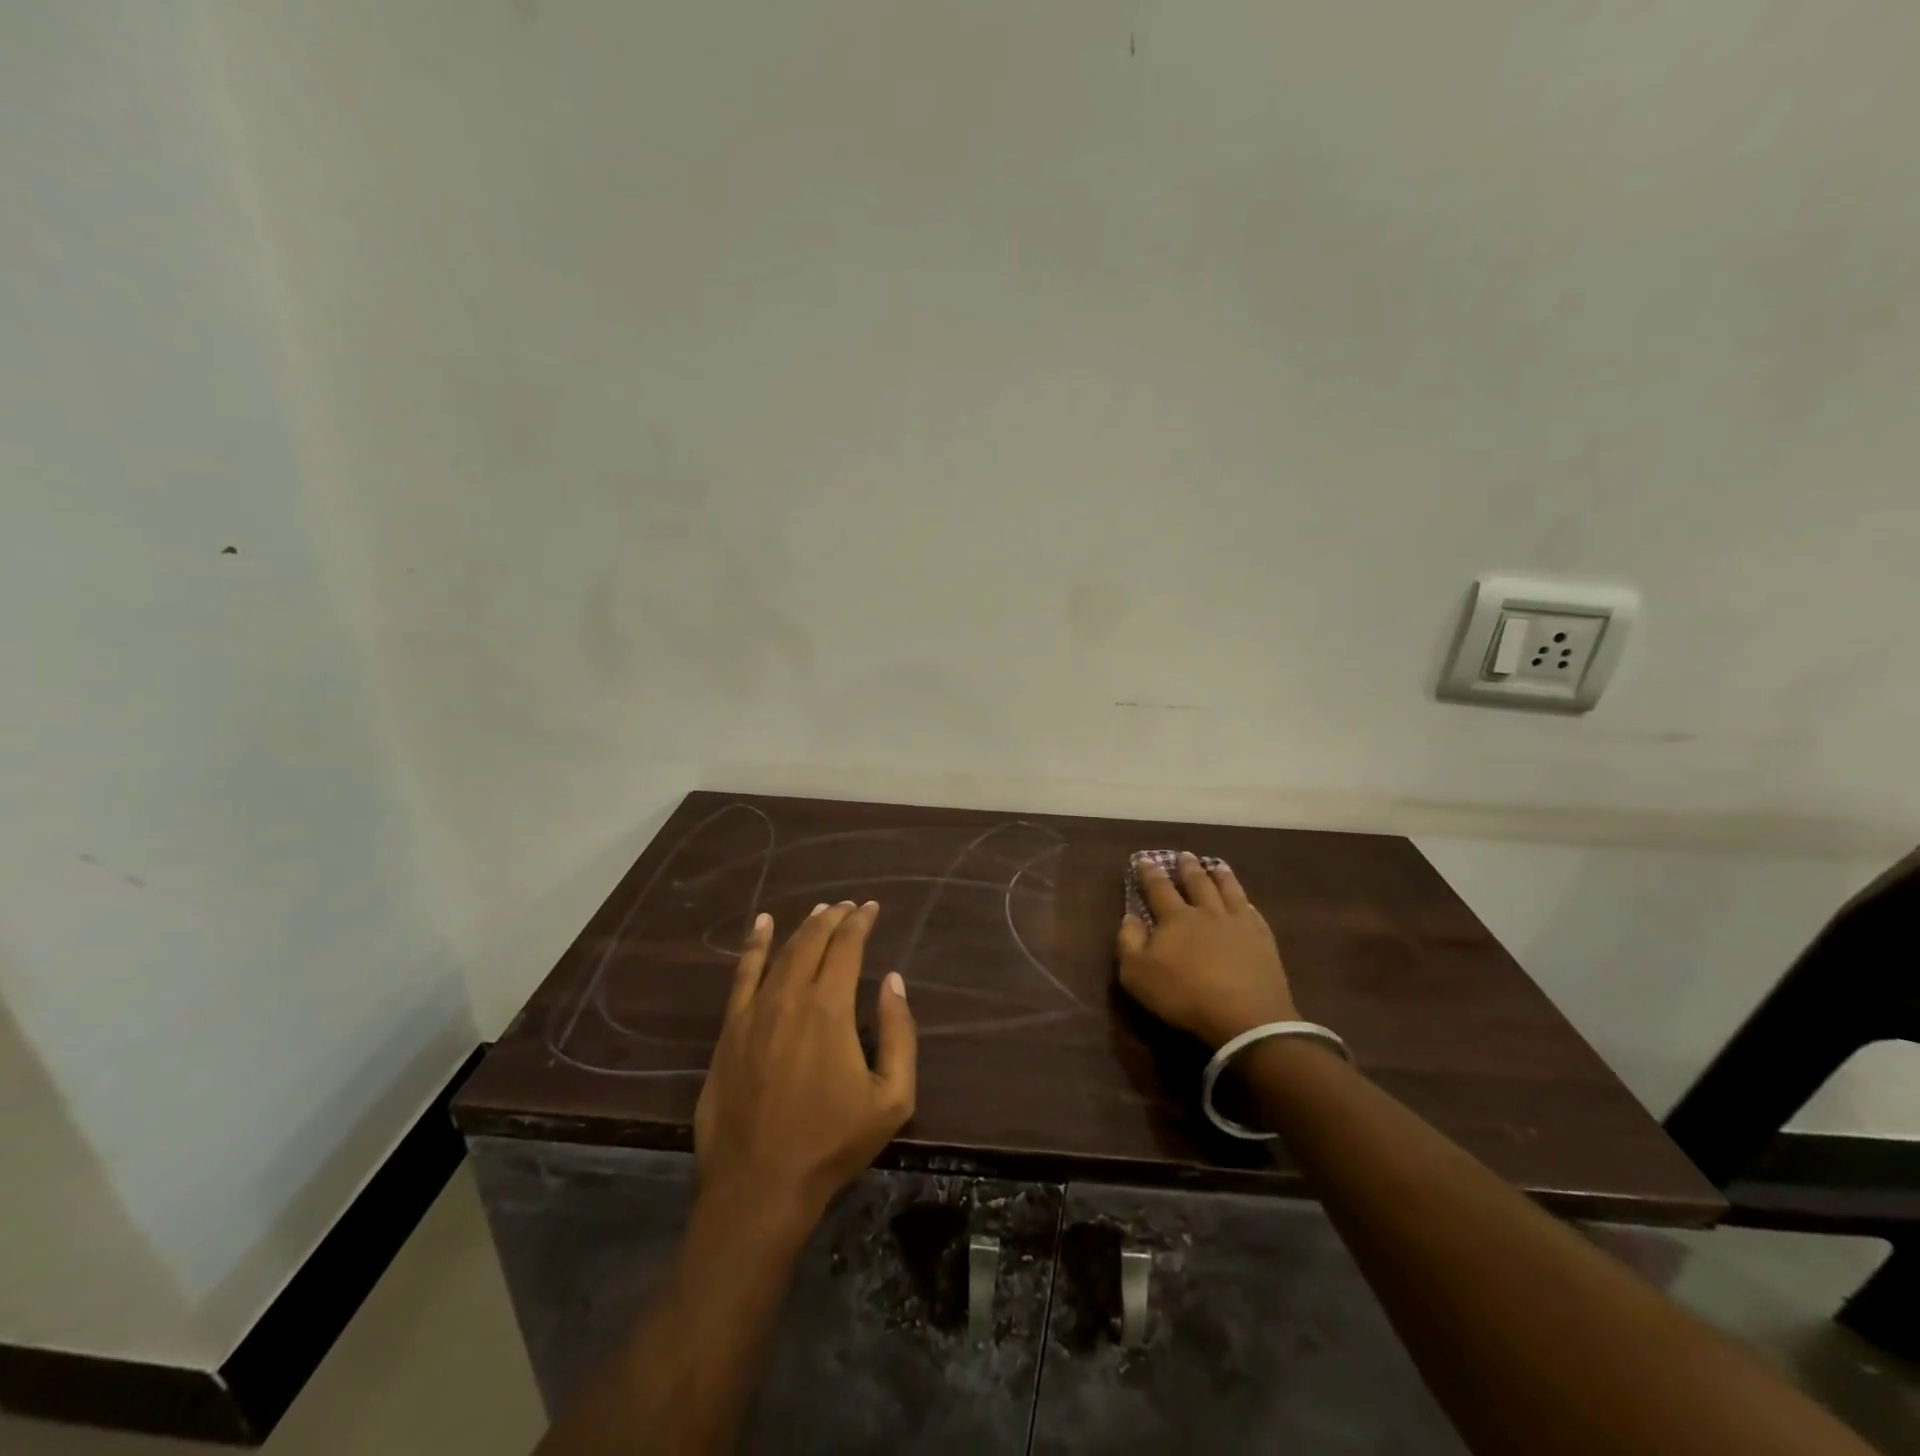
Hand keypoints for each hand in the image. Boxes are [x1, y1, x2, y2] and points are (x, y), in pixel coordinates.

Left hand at [695, 902, 917, 1225]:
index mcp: (829, 1009)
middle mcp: (790, 997)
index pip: (847, 947)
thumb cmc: (832, 1143)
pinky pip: (742, 975)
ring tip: (819, 911)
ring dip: (803, 928)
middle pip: (812, 941)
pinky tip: (761, 925)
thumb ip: (898, 1033)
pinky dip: (753, 945)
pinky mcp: (730, 1030)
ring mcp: (754, 1011)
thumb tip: (893, 981)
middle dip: (834, 918)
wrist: (760, 1186)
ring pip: (781, 952)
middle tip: (849, 907)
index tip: (872, 908)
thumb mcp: (892, 1098)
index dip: (860, 922)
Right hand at [1115, 852, 1299, 1049]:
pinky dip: (1246, 901)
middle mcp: (1207, 912)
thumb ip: (1129, 942)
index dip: (1150, 873)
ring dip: (1221, 876)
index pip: (1159, 888)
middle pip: (1197, 883)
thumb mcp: (1138, 974)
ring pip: (1229, 890)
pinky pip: (1253, 912)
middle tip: (1184, 855)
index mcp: (1176, 918)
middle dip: (1188, 868)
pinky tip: (1246, 901)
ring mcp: (1239, 924)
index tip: (1144, 859)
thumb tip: (1129, 916)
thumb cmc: (1184, 995)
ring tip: (1217, 865)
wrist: (1245, 1017)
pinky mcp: (1263, 940)